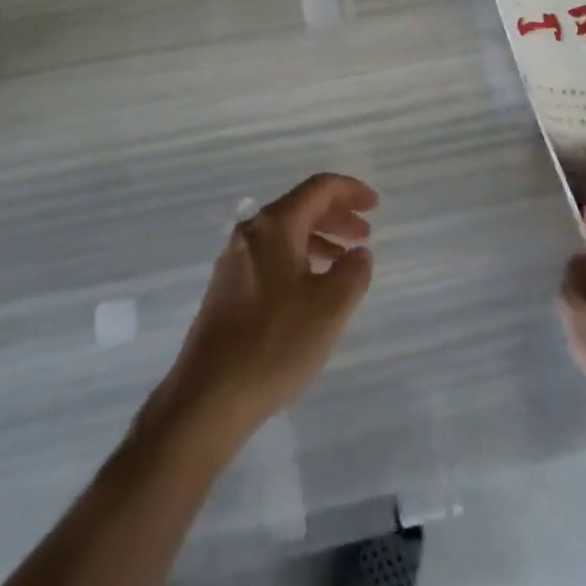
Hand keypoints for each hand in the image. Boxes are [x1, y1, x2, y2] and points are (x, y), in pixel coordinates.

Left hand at [150, 174, 377, 441]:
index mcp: (275, 226)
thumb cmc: (275, 343)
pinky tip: (311, 288)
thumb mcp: (330, 308)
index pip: (318, 189)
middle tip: (365, 234)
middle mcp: (250, 232)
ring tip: (344, 262)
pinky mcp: (227, 288)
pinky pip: (271, 256)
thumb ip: (353, 272)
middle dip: (336, 216)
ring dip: (319, 239)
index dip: (350, 191)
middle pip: (300, 207)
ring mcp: (234, 260)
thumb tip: (358, 253)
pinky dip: (298, 259)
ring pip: (285, 234)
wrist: (208, 396)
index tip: (376, 204)